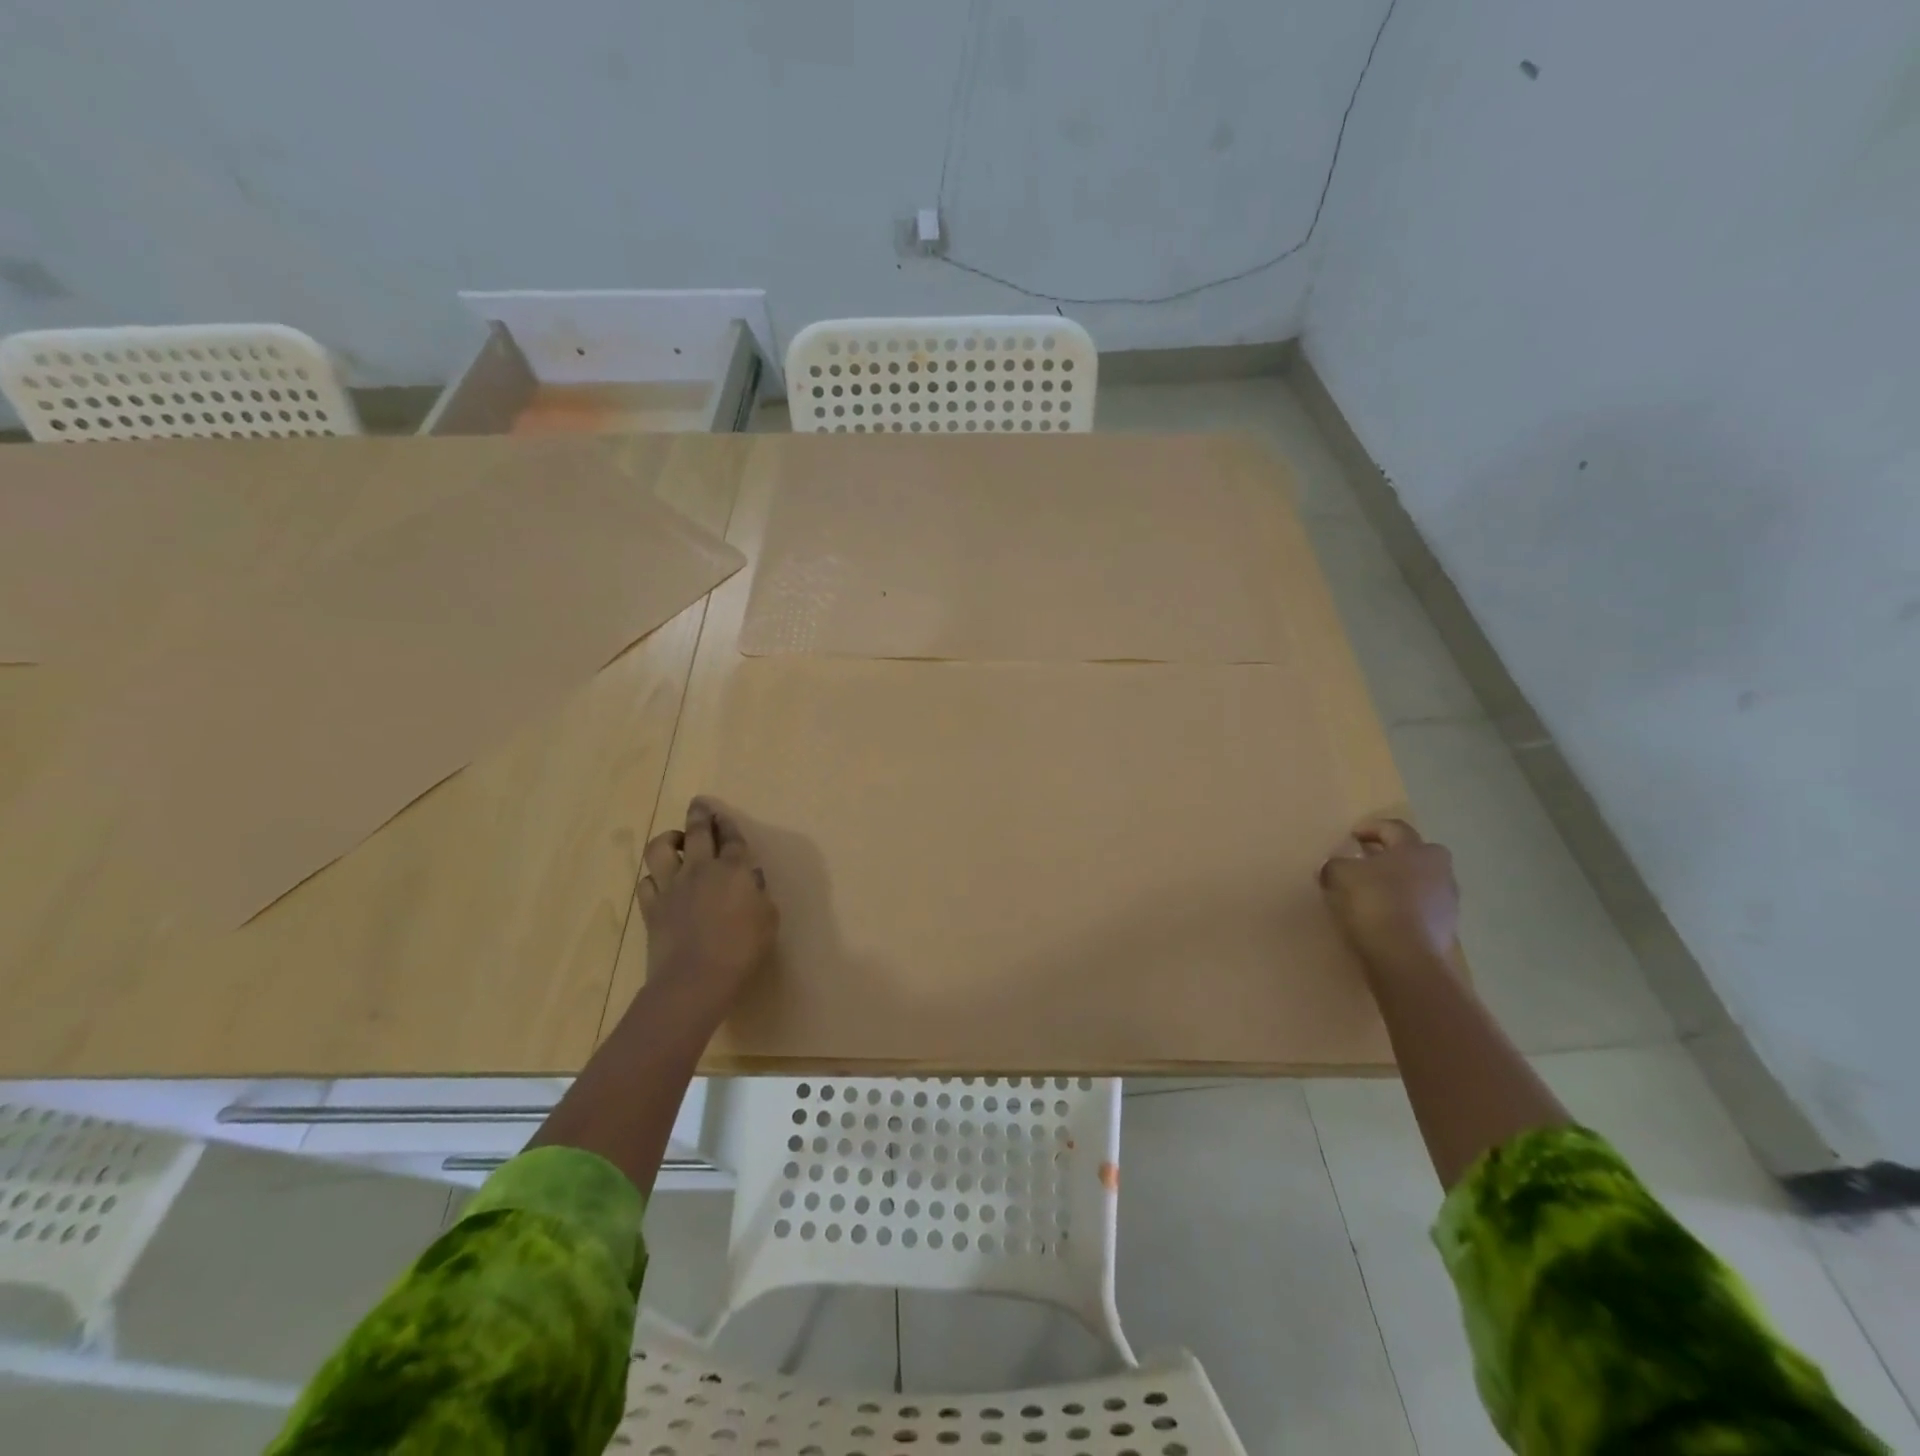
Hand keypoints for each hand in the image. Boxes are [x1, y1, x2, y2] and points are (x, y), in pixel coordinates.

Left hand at [638, 797, 777, 1014]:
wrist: (696, 979)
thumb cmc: (742, 950)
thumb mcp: (768, 920)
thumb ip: (760, 895)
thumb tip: (752, 881)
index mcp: (733, 870)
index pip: (731, 838)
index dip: (728, 824)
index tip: (724, 815)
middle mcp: (700, 869)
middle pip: (696, 832)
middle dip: (699, 814)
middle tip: (698, 804)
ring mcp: (672, 886)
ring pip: (661, 849)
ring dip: (668, 839)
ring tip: (674, 840)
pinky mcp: (651, 907)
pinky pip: (646, 883)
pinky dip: (653, 878)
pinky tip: (659, 882)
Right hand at [1320, 817, 1460, 969]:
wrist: (1405, 956)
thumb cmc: (1375, 901)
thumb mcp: (1340, 875)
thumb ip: (1337, 864)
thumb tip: (1336, 866)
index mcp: (1416, 849)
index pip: (1393, 828)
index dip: (1371, 828)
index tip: (1352, 836)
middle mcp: (1439, 870)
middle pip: (1415, 854)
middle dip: (1393, 856)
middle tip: (1368, 862)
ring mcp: (1447, 901)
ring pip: (1420, 882)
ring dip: (1400, 883)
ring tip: (1373, 892)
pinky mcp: (1446, 929)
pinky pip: (1421, 909)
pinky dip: (1404, 908)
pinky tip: (1384, 916)